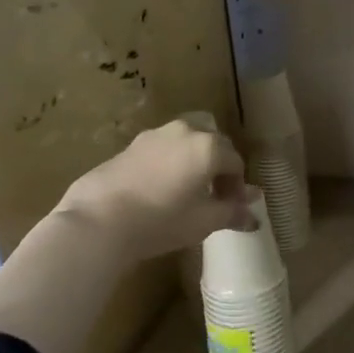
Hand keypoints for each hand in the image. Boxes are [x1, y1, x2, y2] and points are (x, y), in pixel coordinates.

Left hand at [53, 119, 254, 268]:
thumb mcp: (204, 221)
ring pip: (186, 142)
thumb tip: (254, 214)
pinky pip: (162, 149)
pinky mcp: (131, 145)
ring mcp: (155, 135)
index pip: (235, 162)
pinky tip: (160, 189)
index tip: (231, 208)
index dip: (238, 186)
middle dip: (219, 168)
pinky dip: (170, 162)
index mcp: (208, 146)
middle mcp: (185, 131)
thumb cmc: (161, 220)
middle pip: (213, 144)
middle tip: (213, 197)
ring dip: (194, 161)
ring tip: (186, 191)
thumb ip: (233, 212)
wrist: (99, 220)